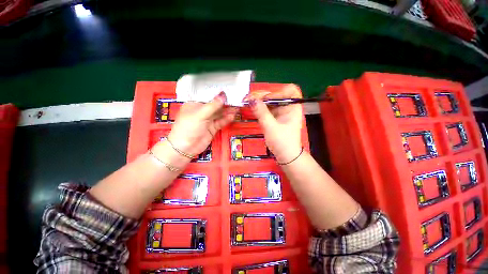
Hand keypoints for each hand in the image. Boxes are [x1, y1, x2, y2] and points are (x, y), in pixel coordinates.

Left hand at [166, 92, 237, 155]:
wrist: (186, 147)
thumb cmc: (188, 128)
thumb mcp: (200, 114)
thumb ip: (213, 105)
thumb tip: (223, 95)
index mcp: (195, 104)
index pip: (208, 96)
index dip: (218, 94)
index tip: (228, 91)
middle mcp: (202, 111)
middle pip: (216, 105)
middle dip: (225, 103)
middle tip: (235, 99)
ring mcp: (208, 120)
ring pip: (220, 113)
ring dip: (228, 110)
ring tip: (237, 107)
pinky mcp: (213, 128)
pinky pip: (221, 122)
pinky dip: (227, 119)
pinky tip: (233, 115)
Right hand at [245, 84, 302, 162]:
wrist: (286, 156)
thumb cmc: (282, 142)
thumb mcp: (271, 127)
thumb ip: (262, 113)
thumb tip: (251, 100)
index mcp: (293, 107)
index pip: (288, 90)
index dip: (276, 92)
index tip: (264, 100)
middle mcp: (287, 107)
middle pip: (275, 95)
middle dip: (262, 96)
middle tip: (247, 99)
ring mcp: (280, 112)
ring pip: (269, 101)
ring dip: (258, 101)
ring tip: (246, 102)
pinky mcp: (274, 117)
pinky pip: (266, 108)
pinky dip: (259, 108)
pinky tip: (251, 108)